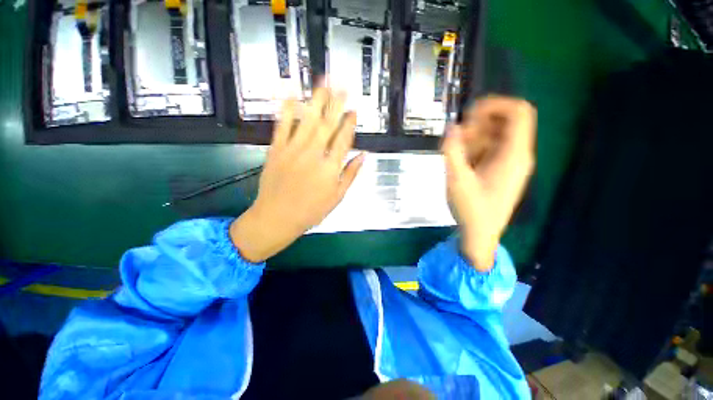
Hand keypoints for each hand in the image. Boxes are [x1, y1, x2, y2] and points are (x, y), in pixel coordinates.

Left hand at [229, 87, 364, 262]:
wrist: (277, 217)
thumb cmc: (311, 211)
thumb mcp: (337, 197)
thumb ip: (351, 174)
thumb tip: (363, 156)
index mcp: (330, 167)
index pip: (343, 139)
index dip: (350, 123)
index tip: (354, 110)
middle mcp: (314, 154)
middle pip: (328, 125)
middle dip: (336, 104)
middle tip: (342, 86)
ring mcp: (293, 149)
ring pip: (307, 120)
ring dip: (316, 100)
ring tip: (323, 83)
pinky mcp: (276, 149)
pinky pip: (282, 126)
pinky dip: (287, 110)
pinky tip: (291, 96)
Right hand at [442, 96, 535, 270]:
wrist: (480, 235)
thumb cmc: (471, 210)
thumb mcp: (457, 180)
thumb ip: (452, 151)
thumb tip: (451, 127)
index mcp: (514, 155)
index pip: (518, 112)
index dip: (495, 105)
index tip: (468, 116)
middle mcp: (517, 155)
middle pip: (504, 122)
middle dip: (478, 126)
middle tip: (456, 141)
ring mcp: (510, 163)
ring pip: (495, 136)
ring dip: (473, 139)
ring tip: (456, 157)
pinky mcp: (501, 170)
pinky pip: (490, 149)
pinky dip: (474, 150)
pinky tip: (462, 165)